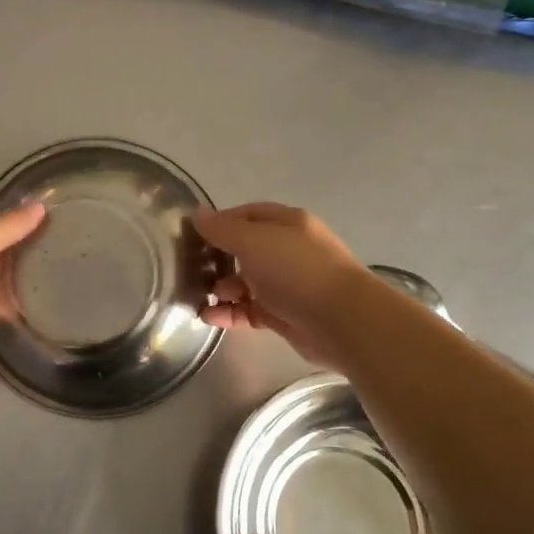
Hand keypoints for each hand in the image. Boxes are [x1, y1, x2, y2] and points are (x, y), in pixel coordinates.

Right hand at [194, 203, 371, 366]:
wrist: (342, 320)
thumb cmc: (296, 270)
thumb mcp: (253, 241)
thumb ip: (222, 229)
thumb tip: (197, 213)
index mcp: (286, 223)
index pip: (246, 214)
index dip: (219, 222)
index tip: (191, 236)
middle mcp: (288, 250)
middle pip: (245, 249)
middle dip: (218, 258)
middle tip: (191, 269)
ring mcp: (287, 283)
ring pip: (246, 282)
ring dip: (222, 289)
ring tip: (201, 297)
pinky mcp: (285, 314)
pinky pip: (250, 310)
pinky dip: (230, 313)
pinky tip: (209, 318)